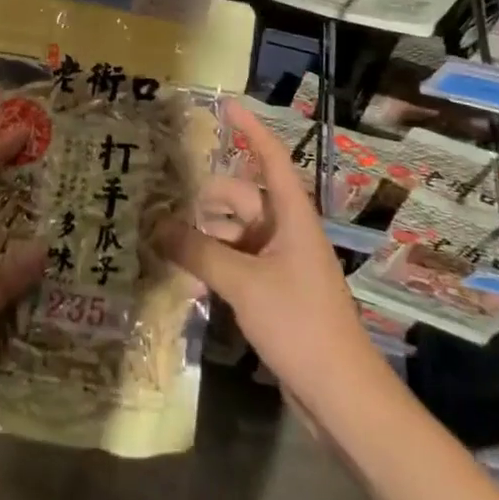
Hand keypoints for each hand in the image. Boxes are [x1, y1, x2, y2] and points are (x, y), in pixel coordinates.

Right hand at [159, 98, 379, 415]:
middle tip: (159, 201)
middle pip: (240, 198)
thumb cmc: (300, 324)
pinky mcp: (273, 291)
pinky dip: (213, 261)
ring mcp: (280, 262)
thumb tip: (156, 225)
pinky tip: (185, 274)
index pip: (271, 158)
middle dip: (204, 199)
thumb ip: (199, 252)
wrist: (342, 395)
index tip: (226, 104)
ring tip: (162, 240)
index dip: (250, 130)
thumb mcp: (244, 284)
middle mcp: (286, 231)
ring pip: (234, 232)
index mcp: (291, 216)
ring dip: (204, 234)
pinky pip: (237, 261)